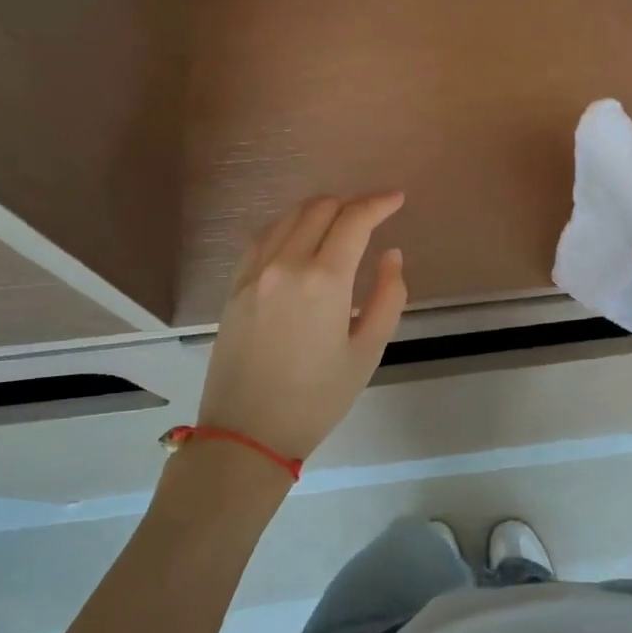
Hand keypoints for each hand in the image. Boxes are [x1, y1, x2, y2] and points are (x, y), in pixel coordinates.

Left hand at [196, 193, 407, 462]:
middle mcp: (285, 263)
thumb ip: (388, 295)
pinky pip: (263, 237)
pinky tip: (300, 241)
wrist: (247, 433)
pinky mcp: (234, 285)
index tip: (397, 199)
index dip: (379, 203)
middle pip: (320, 208)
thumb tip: (391, 255)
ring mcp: (254, 272)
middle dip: (351, 205)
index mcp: (324, 280)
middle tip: (372, 218)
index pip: (354, 220)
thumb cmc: (317, 398)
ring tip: (340, 226)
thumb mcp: (368, 351)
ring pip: (289, 217)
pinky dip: (289, 227)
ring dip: (320, 211)